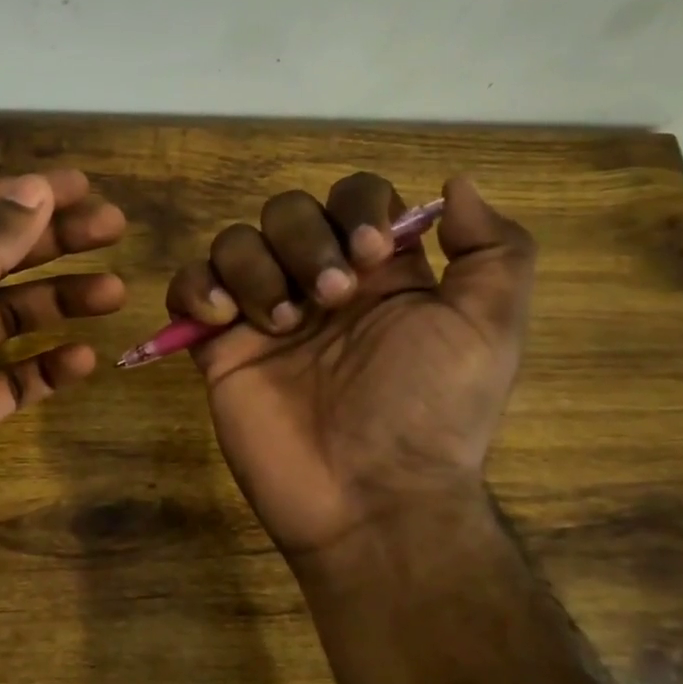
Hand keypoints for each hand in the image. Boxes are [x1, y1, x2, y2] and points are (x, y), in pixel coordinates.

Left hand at [0, 170, 126, 613]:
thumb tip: (30, 191)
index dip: (21, 193)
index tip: (82, 187)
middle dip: (53, 238)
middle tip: (114, 228)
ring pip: (11, 315)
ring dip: (60, 299)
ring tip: (114, 294)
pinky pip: (16, 376)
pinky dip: (49, 365)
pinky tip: (84, 363)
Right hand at [165, 175, 534, 560]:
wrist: (369, 499)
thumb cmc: (430, 412)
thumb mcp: (489, 331)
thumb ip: (494, 251)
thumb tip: (456, 184)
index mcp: (381, 273)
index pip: (355, 198)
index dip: (356, 208)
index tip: (371, 253)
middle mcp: (318, 282)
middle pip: (287, 210)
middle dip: (304, 240)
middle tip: (328, 299)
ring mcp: (263, 313)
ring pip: (235, 241)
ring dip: (254, 268)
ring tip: (278, 324)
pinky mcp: (218, 347)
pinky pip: (188, 288)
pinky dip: (195, 288)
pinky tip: (221, 320)